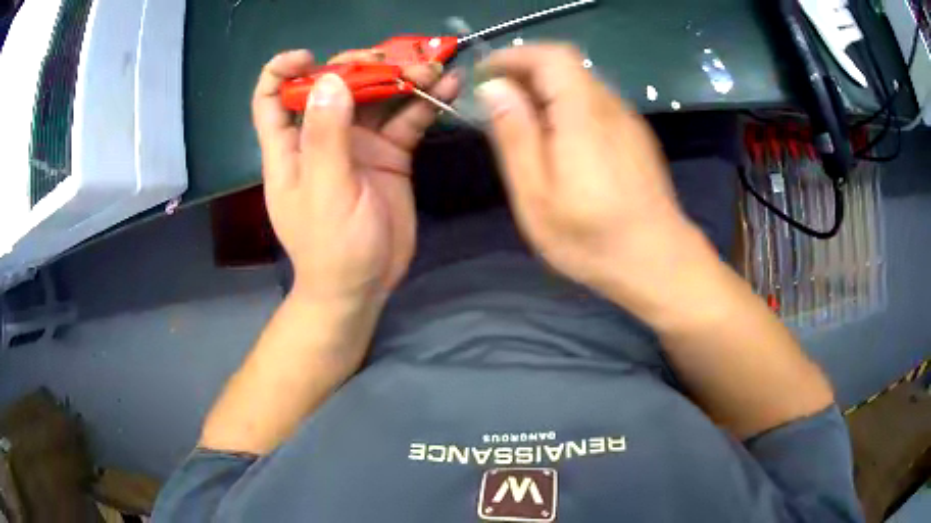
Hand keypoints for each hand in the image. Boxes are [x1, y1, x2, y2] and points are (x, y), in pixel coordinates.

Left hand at [252, 50, 459, 303]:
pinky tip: (448, 88)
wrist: (365, 286)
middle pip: (334, 85)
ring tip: (433, 71)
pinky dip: (426, 102)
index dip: (282, 70)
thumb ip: (326, 137)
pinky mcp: (389, 154)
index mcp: (291, 147)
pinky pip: (406, 118)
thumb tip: (329, 81)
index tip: (308, 58)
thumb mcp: (325, 192)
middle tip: (394, 64)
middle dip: (362, 66)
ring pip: (376, 96)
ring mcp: (359, 143)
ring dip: (403, 78)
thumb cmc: (332, 247)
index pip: (271, 97)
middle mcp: (322, 136)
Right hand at [476, 45, 717, 322]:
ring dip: (546, 91)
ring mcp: (628, 122)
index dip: (515, 56)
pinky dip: (567, 107)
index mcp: (583, 114)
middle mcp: (610, 107)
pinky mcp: (636, 138)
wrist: (660, 263)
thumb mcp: (537, 196)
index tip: (487, 76)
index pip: (551, 56)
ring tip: (523, 124)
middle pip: (566, 67)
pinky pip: (596, 105)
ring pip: (581, 85)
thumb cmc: (593, 239)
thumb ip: (515, 135)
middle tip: (498, 103)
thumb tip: (495, 88)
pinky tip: (559, 142)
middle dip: (526, 73)